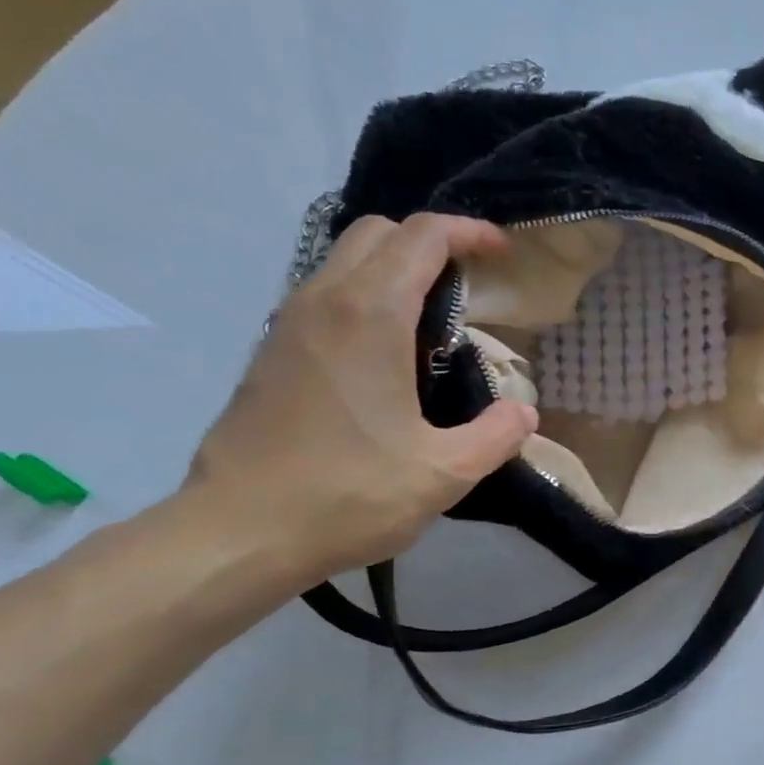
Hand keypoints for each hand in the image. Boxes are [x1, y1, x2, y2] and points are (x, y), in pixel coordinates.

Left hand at [187, 213, 537, 582]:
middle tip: (471, 284)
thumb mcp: (444, 473)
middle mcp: (324, 302)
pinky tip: (391, 354)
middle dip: (430, 242)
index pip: (422, 237)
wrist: (239, 532)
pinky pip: (326, 295)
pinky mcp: (273, 353)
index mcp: (370, 316)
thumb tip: (524, 412)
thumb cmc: (348, 496)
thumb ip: (496, 436)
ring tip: (437, 319)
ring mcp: (289, 325)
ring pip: (345, 260)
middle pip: (378, 233)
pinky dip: (367, 297)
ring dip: (394, 269)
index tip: (502, 252)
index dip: (468, 232)